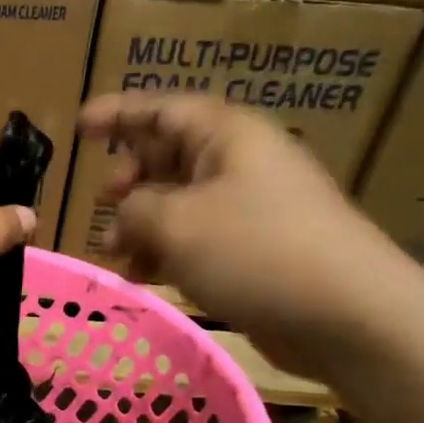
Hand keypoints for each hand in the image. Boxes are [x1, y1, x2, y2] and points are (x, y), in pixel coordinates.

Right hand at [77, 94, 423, 379]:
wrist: (346, 313)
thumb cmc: (254, 251)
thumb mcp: (174, 223)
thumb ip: (132, 209)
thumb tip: (124, 215)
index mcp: (227, 135)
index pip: (161, 109)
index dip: (117, 114)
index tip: (78, 128)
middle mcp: (240, 162)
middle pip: (170, 154)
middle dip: (129, 176)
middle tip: (101, 201)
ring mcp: (252, 207)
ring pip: (180, 201)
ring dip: (142, 223)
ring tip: (114, 253)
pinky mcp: (256, 249)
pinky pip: (198, 237)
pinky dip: (166, 250)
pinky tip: (145, 275)